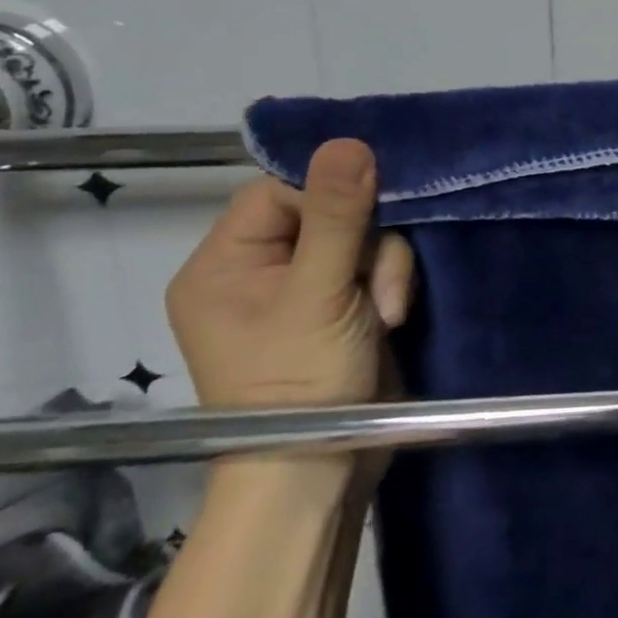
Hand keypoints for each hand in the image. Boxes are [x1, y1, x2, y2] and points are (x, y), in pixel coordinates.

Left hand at [166, 139, 414, 412]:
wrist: (321, 477)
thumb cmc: (299, 384)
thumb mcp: (318, 294)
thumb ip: (335, 215)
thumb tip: (348, 140)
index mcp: (224, 264)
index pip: (280, 191)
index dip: (327, 195)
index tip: (363, 217)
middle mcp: (259, 271)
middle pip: (329, 211)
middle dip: (365, 244)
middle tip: (377, 285)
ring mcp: (304, 290)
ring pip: (362, 238)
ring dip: (385, 268)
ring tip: (387, 312)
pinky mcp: (342, 306)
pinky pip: (375, 265)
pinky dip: (390, 284)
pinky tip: (392, 316)